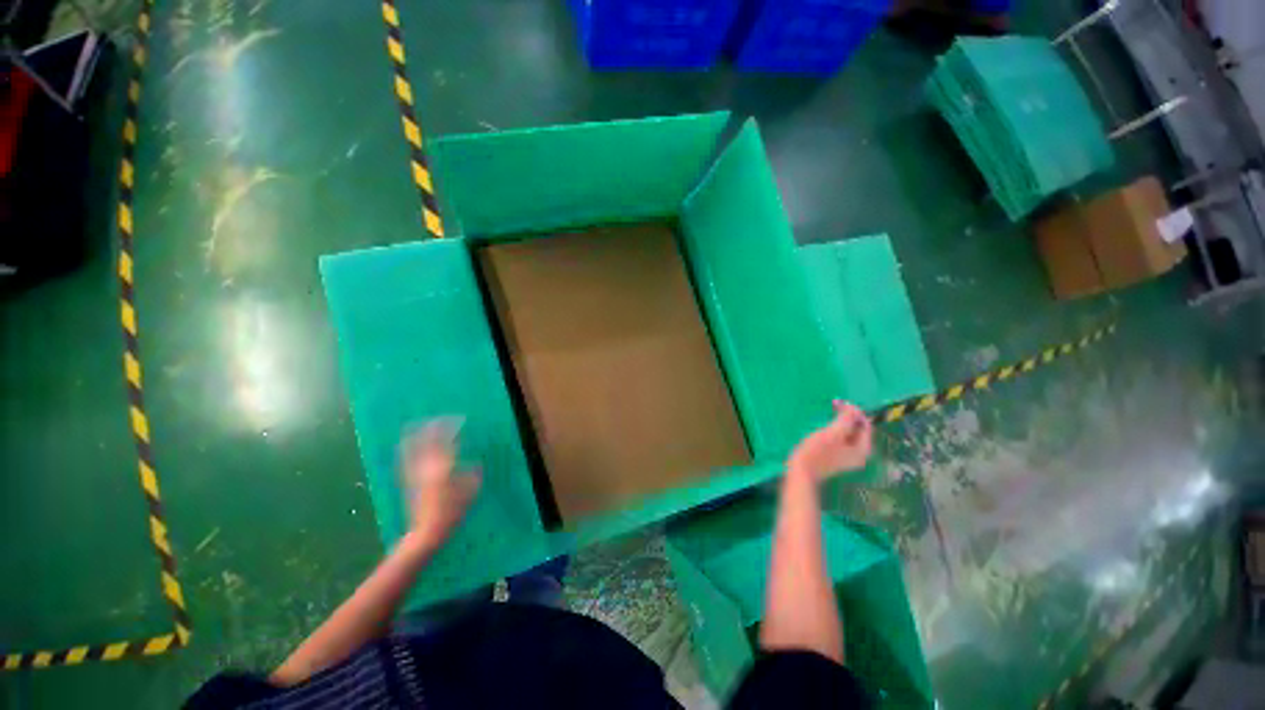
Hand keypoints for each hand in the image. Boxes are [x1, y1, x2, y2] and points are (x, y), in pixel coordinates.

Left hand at [401, 419, 479, 548]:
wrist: (426, 532)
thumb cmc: (452, 512)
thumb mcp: (470, 491)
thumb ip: (473, 474)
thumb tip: (475, 465)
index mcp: (443, 466)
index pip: (446, 440)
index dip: (451, 427)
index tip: (459, 420)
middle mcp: (426, 466)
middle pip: (425, 439)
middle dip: (432, 426)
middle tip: (438, 419)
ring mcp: (414, 473)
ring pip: (411, 447)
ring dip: (416, 434)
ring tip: (419, 425)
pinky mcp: (407, 480)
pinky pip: (405, 457)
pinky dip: (407, 447)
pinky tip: (408, 444)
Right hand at [786, 400, 872, 482]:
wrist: (801, 471)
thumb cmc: (817, 452)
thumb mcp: (833, 433)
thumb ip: (847, 419)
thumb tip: (853, 407)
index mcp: (863, 449)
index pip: (865, 425)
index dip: (854, 411)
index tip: (839, 402)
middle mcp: (859, 453)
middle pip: (858, 429)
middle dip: (848, 416)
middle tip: (833, 405)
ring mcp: (847, 456)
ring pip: (848, 432)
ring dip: (841, 421)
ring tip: (828, 412)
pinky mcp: (836, 455)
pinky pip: (841, 438)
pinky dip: (836, 428)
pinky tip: (825, 424)